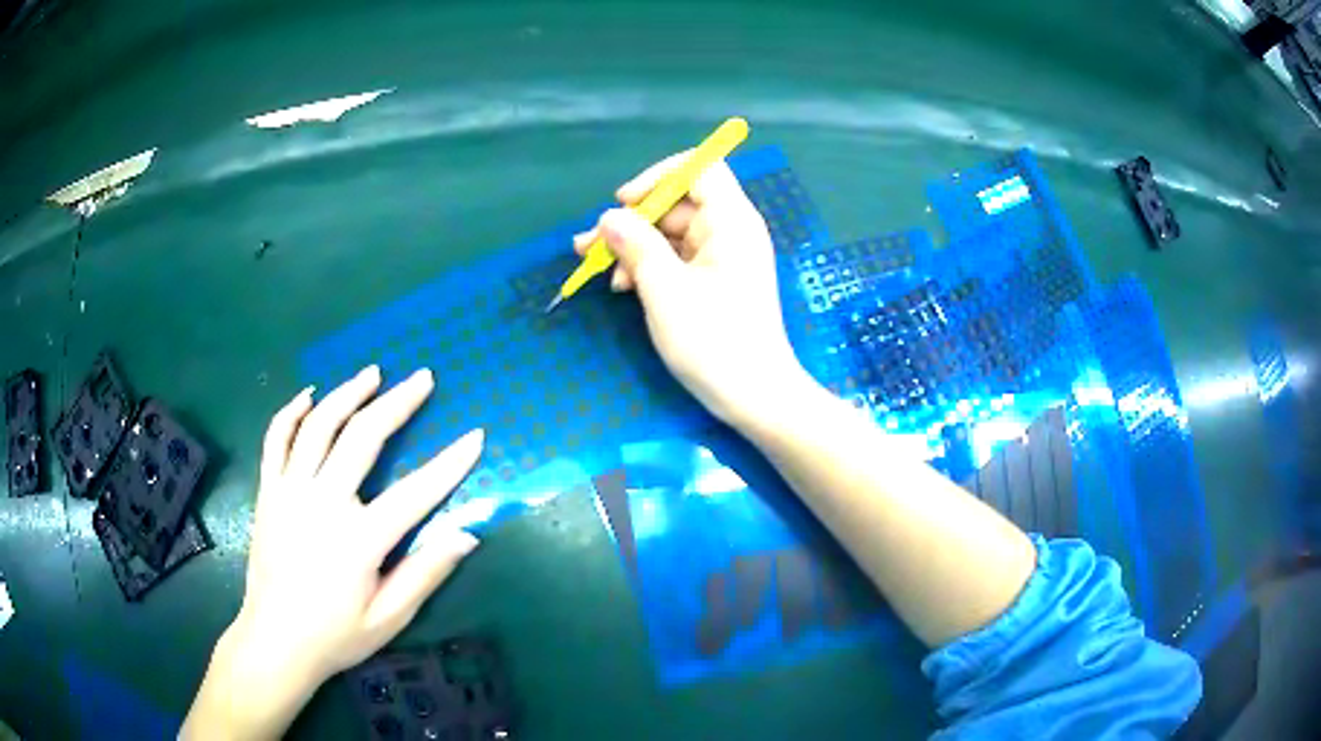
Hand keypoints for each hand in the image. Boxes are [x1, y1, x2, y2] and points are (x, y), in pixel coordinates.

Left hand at [183, 366, 482, 738]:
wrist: (275, 641)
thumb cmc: (336, 635)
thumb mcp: (389, 618)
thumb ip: (425, 574)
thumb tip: (467, 534)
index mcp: (359, 540)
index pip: (415, 492)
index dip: (450, 463)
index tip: (475, 435)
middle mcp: (322, 503)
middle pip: (362, 437)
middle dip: (397, 403)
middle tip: (422, 378)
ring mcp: (289, 491)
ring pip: (318, 425)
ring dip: (347, 393)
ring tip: (372, 372)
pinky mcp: (268, 491)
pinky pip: (276, 437)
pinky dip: (292, 411)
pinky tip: (309, 395)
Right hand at [575, 152, 808, 425]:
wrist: (755, 397)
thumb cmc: (714, 342)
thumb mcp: (666, 291)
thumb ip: (635, 246)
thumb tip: (609, 218)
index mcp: (731, 221)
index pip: (700, 168)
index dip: (659, 176)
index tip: (624, 202)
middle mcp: (730, 231)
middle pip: (677, 203)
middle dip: (632, 220)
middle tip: (588, 246)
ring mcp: (723, 257)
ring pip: (671, 233)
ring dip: (632, 246)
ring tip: (596, 269)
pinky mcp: (715, 280)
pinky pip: (677, 257)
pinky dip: (649, 266)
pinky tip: (623, 287)